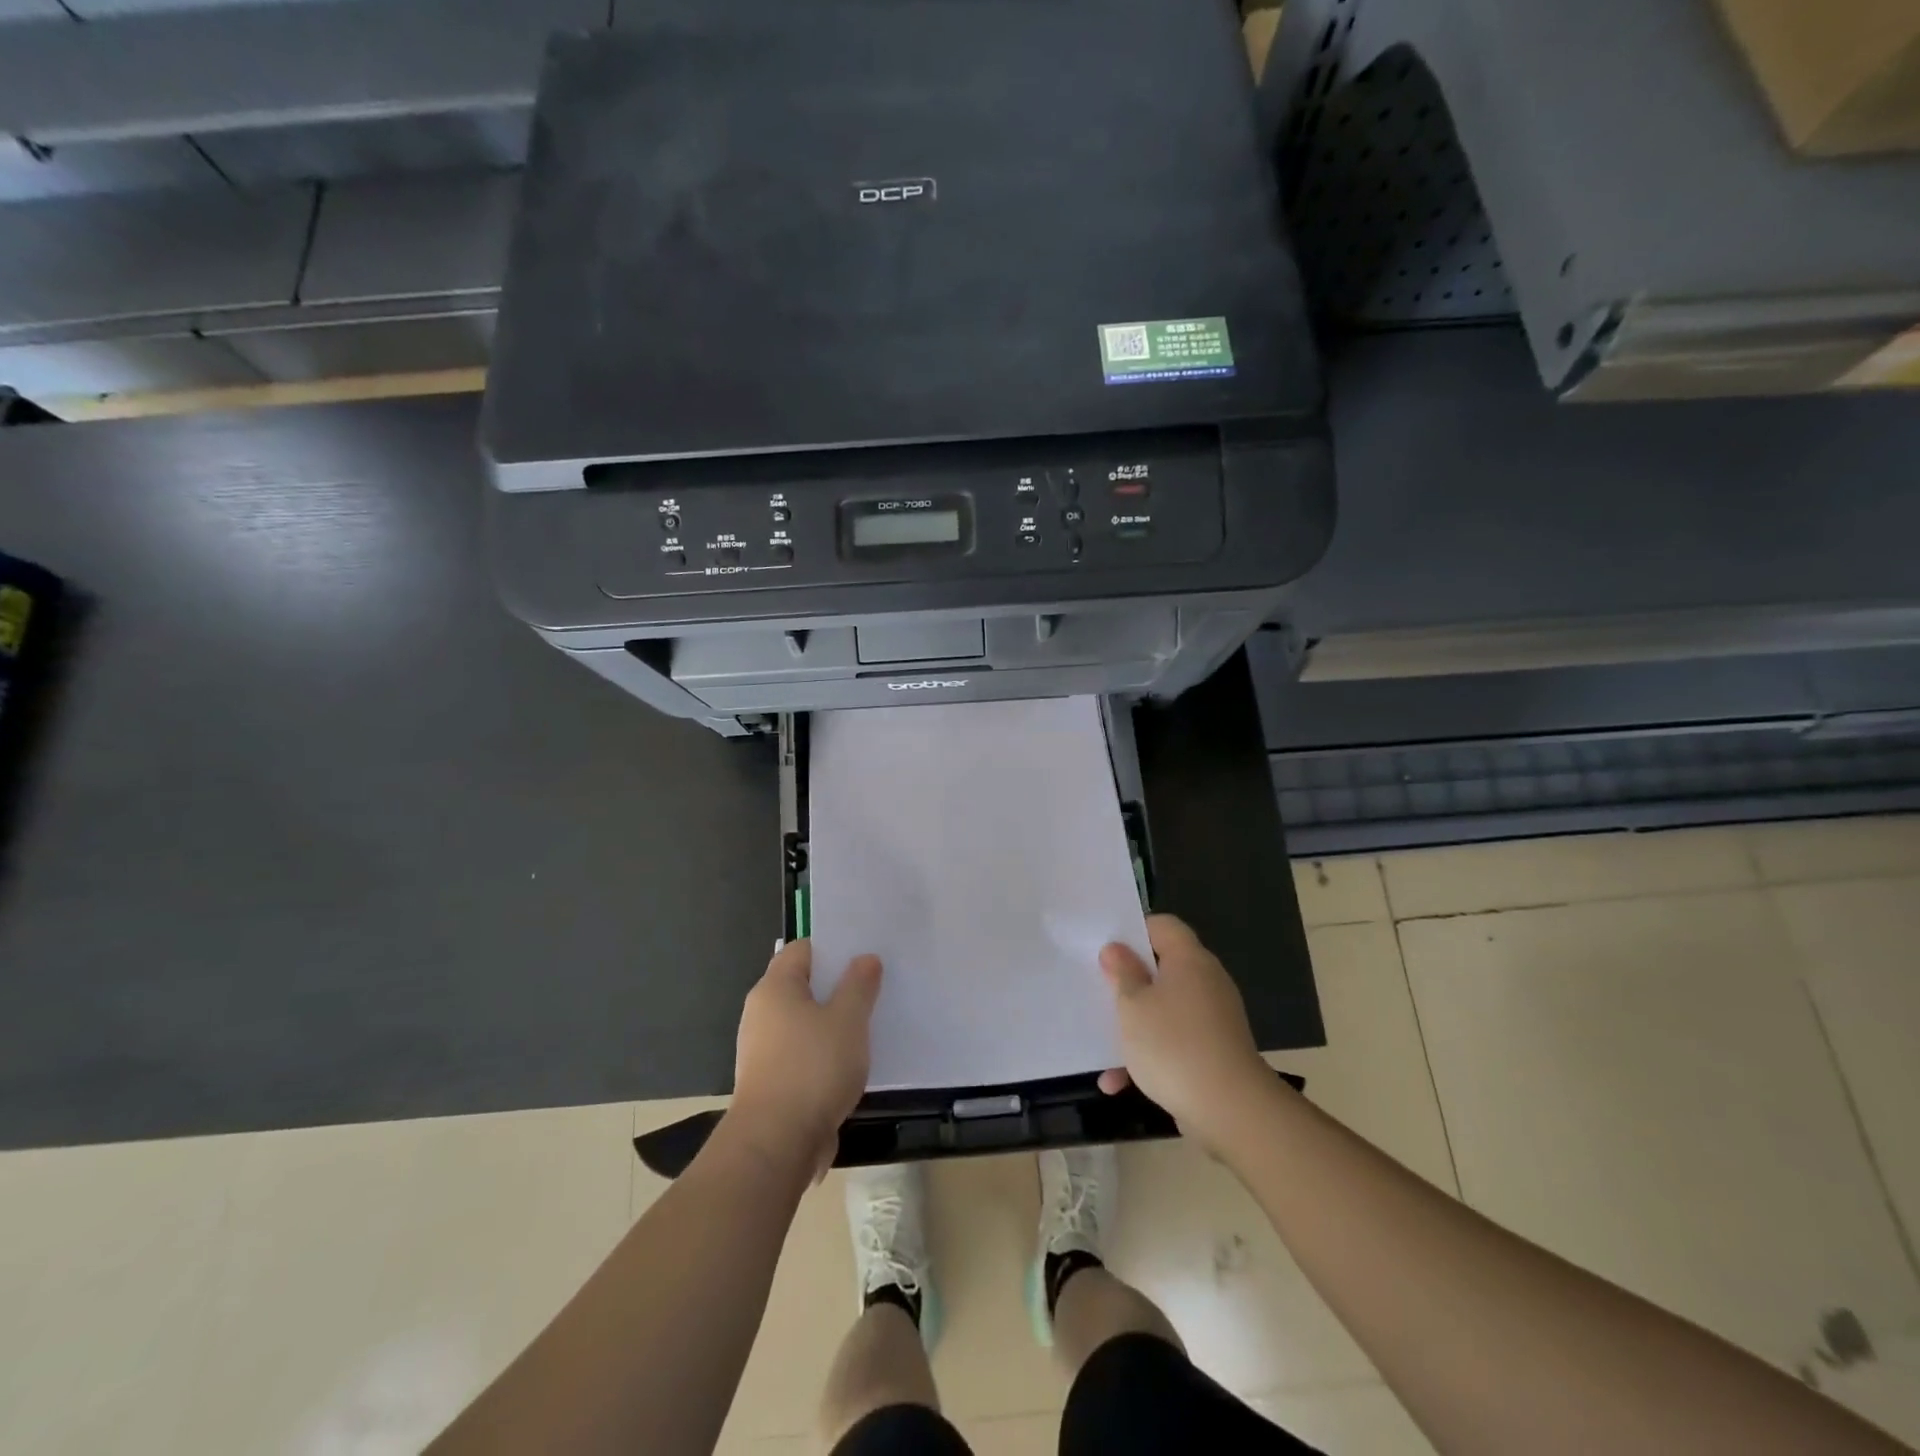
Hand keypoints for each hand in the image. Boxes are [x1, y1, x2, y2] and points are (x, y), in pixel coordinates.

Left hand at [729, 940, 881, 1176]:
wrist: (775, 1144)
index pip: (803, 950)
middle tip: (874, 988)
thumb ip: (859, 985)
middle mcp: (761, 1013)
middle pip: (803, 986)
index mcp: (774, 988)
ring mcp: (761, 1050)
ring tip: (868, 1027)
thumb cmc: (813, 1068)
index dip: (834, 948)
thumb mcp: (848, 1019)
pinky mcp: (769, 1082)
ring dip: (832, 1024)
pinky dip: (823, 1054)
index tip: (865, 955)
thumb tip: (864, 959)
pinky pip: (801, 1054)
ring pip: (804, 1023)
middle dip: (837, 987)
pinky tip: (849, 1065)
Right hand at [1097, 915, 1274, 1149]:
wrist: (1230, 1110)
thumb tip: (1117, 949)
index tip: (1106, 949)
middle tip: (1099, 990)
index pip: (1163, 925)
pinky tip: (1119, 1083)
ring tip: (1103, 1044)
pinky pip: (1176, 1042)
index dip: (1134, 931)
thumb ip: (1122, 974)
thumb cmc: (1172, 1044)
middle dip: (1129, 982)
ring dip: (1136, 1025)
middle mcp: (1206, 982)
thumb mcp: (1132, 1005)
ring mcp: (1214, 1019)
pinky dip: (1151, 1055)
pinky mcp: (1215, 1052)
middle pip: (1163, 968)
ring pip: (1165, 1009)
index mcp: (1189, 960)